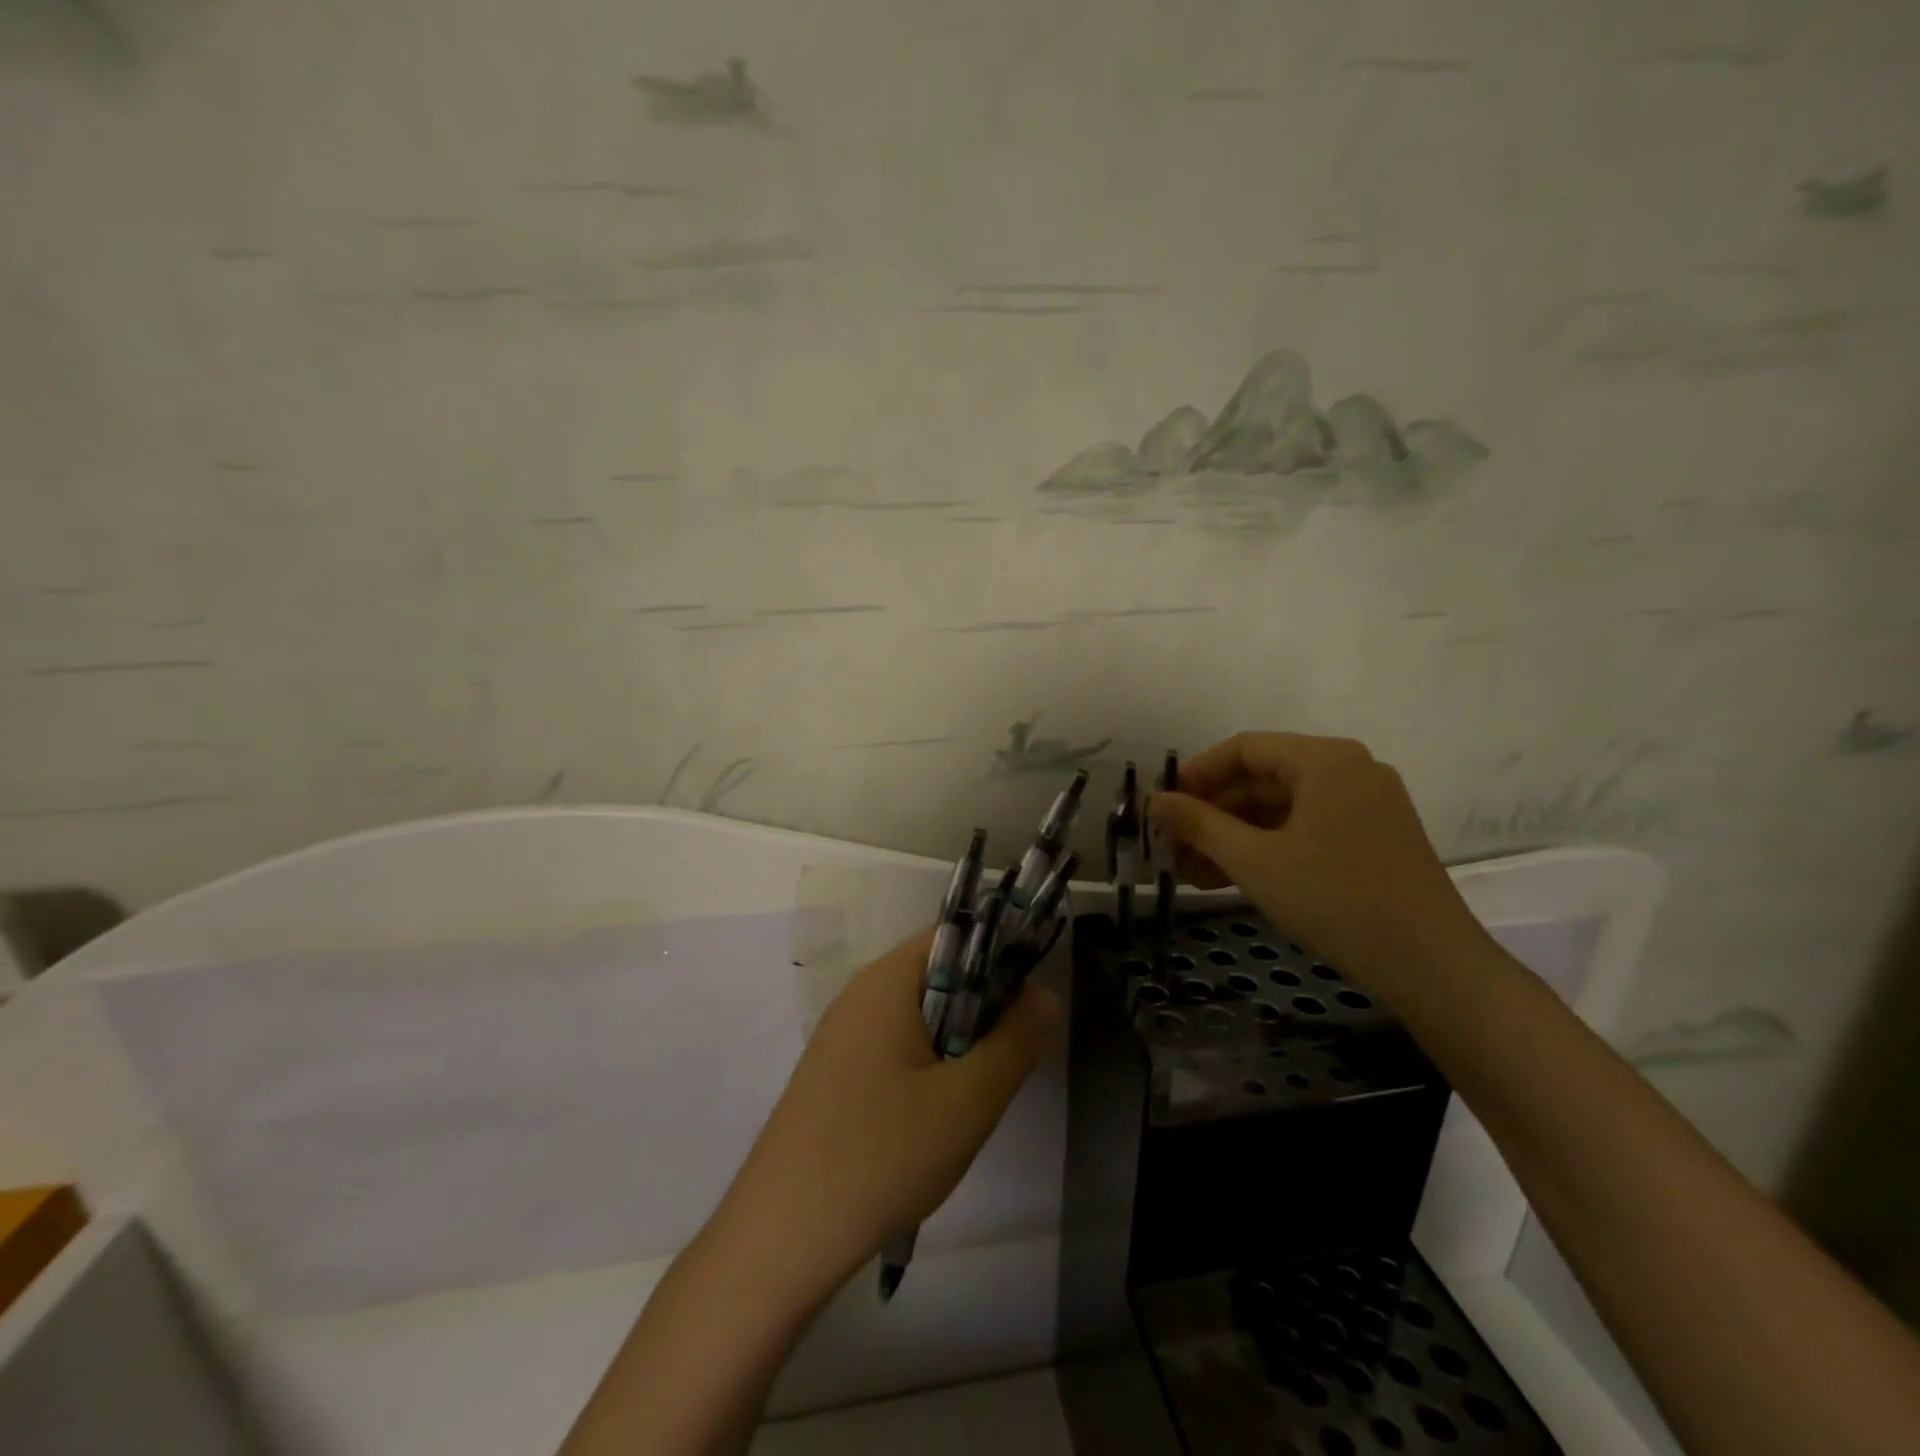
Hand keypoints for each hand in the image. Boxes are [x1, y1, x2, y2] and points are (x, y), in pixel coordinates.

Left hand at [717, 928, 1059, 1305]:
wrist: (779, 1239)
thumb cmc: (881, 1156)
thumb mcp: (967, 1101)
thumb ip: (1014, 1042)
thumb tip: (1045, 995)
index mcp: (886, 982)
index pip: (955, 937)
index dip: (999, 960)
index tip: (1027, 1009)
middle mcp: (859, 996)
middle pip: (937, 977)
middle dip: (980, 1012)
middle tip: (1003, 1065)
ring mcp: (842, 1037)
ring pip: (919, 1018)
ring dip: (955, 1046)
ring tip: (971, 1100)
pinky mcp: (835, 1076)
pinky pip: (895, 1049)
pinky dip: (926, 1069)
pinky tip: (932, 1122)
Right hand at [1148, 732, 1486, 992]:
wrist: (1433, 967)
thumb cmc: (1337, 901)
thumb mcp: (1255, 861)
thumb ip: (1199, 825)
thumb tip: (1154, 801)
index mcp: (1324, 760)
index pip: (1243, 748)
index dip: (1196, 776)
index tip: (1164, 810)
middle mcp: (1348, 770)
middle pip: (1261, 779)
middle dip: (1212, 815)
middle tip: (1172, 849)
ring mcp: (1365, 805)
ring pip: (1280, 809)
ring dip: (1233, 837)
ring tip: (1191, 873)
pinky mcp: (1372, 838)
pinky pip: (1305, 829)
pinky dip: (1267, 849)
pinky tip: (1231, 879)